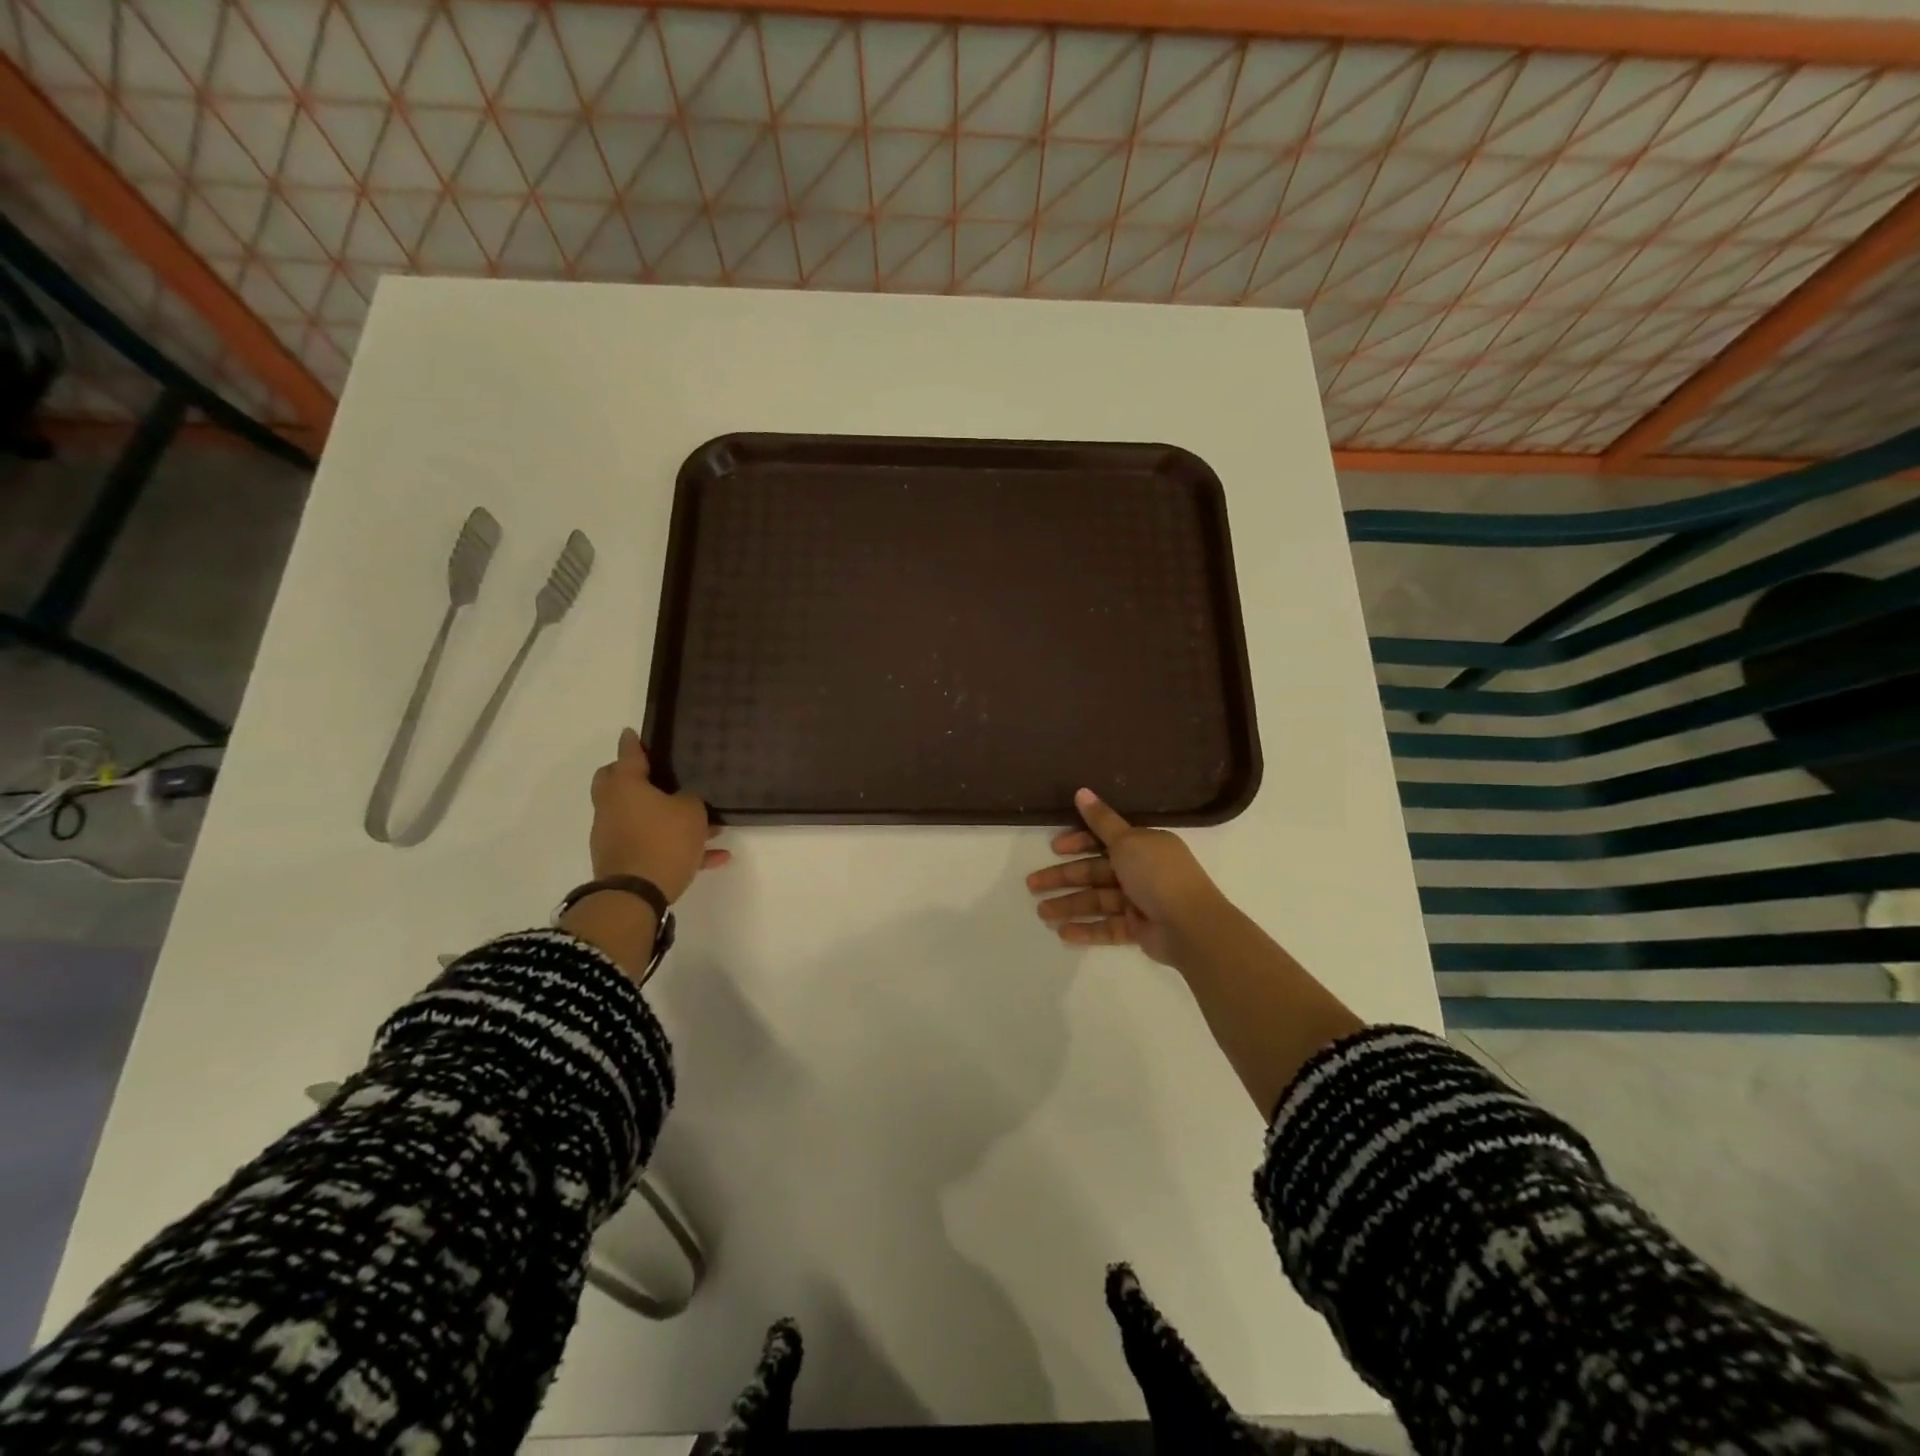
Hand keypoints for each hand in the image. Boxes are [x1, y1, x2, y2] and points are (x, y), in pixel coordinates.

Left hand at [588, 728, 728, 903]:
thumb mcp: (690, 811)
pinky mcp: (624, 862)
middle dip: (635, 778)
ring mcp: (614, 836)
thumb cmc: (663, 840)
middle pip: (618, 784)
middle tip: (657, 775)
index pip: (628, 755)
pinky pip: (655, 847)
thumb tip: (681, 801)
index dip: (633, 743)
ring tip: (710, 827)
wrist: (636, 895)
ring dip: (668, 818)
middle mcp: (613, 807)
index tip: (631, 733)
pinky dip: (679, 848)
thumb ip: (688, 799)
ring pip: (642, 818)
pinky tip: (715, 857)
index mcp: (624, 786)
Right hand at [1027, 788, 1226, 966]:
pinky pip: (1107, 926)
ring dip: (1069, 905)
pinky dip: (1086, 929)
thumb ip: (1101, 821)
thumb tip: (1081, 791)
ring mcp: (1140, 901)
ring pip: (1097, 901)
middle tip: (1032, 885)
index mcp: (1143, 845)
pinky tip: (1062, 933)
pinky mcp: (1138, 929)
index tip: (1055, 848)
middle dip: (1063, 878)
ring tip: (1041, 913)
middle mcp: (1141, 871)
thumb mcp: (1127, 841)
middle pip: (1094, 872)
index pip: (1104, 841)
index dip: (1078, 843)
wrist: (1191, 926)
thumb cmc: (1157, 875)